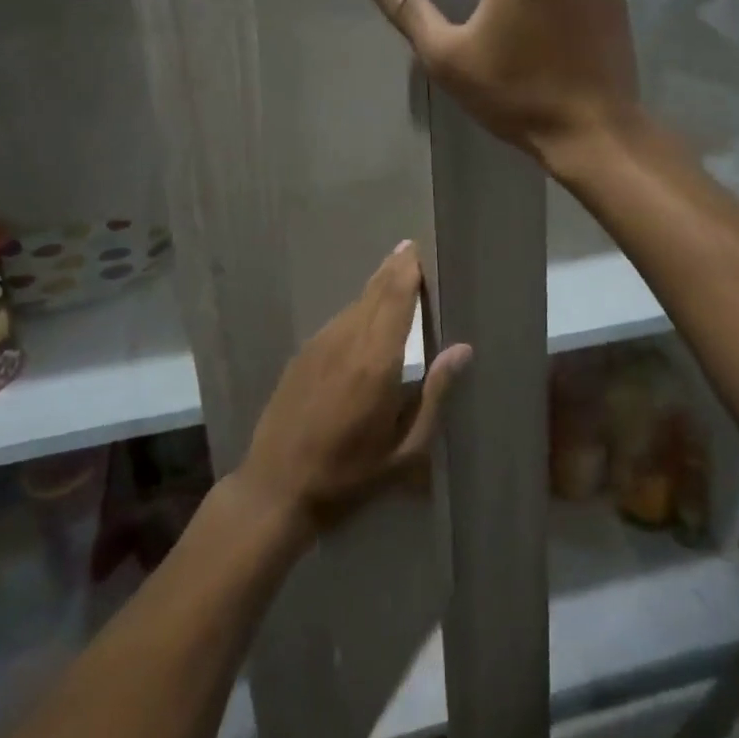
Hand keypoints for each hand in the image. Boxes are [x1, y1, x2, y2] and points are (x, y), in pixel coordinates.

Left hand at [237, 242, 470, 536]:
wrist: (276, 488)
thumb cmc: (349, 476)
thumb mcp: (405, 450)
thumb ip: (435, 395)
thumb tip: (462, 349)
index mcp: (376, 362)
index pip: (396, 300)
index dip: (407, 272)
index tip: (418, 250)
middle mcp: (346, 341)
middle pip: (373, 293)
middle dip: (392, 270)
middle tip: (408, 250)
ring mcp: (318, 346)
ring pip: (353, 305)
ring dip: (374, 288)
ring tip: (392, 275)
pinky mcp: (301, 356)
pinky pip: (336, 322)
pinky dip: (356, 310)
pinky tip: (363, 315)